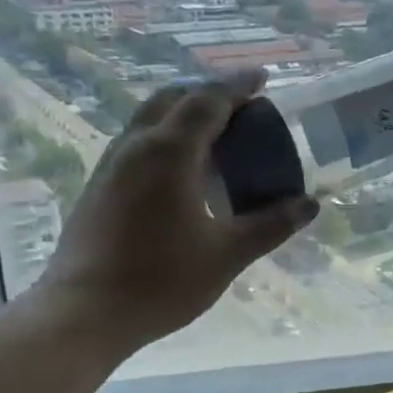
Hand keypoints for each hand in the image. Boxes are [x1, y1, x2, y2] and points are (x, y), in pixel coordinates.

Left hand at [32, 71, 317, 355]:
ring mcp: (110, 166)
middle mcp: (136, 146)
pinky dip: (164, 139)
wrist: (83, 313)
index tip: (261, 78)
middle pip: (172, 99)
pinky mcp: (98, 187)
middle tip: (239, 108)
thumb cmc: (160, 281)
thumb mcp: (226, 255)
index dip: (238, 87)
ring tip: (213, 136)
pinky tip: (179, 173)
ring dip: (182, 115)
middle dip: (207, 94)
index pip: (208, 102)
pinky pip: (137, 144)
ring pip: (149, 120)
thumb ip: (269, 225)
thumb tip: (309, 205)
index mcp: (170, 152)